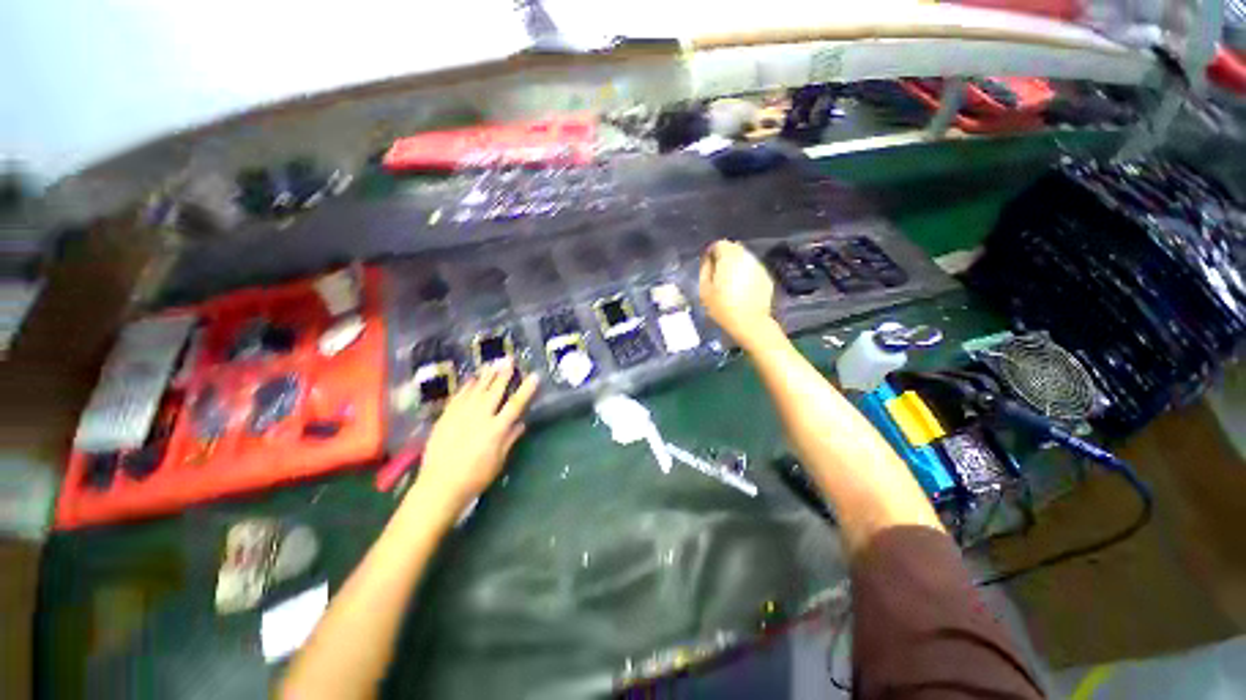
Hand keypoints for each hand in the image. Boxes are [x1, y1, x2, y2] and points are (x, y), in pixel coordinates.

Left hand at [412, 360, 538, 510]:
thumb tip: (520, 423)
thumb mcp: (498, 461)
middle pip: (495, 391)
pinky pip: (458, 397)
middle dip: (503, 374)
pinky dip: (466, 387)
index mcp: (497, 429)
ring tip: (492, 364)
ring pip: (476, 390)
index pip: (516, 404)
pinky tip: (471, 379)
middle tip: (509, 360)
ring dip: (485, 376)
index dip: (526, 389)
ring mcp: (461, 415)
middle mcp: (480, 417)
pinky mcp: (446, 417)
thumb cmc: (475, 477)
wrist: (440, 485)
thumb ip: (510, 439)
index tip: (534, 376)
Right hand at [699, 240, 776, 343]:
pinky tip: (741, 289)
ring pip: (743, 258)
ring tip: (729, 282)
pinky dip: (745, 274)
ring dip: (735, 265)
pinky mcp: (766, 277)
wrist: (750, 323)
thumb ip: (705, 269)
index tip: (707, 265)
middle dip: (724, 257)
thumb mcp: (705, 290)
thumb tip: (708, 258)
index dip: (711, 253)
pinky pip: (752, 269)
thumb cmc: (722, 307)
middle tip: (717, 275)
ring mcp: (758, 266)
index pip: (719, 244)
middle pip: (733, 248)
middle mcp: (746, 256)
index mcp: (729, 257)